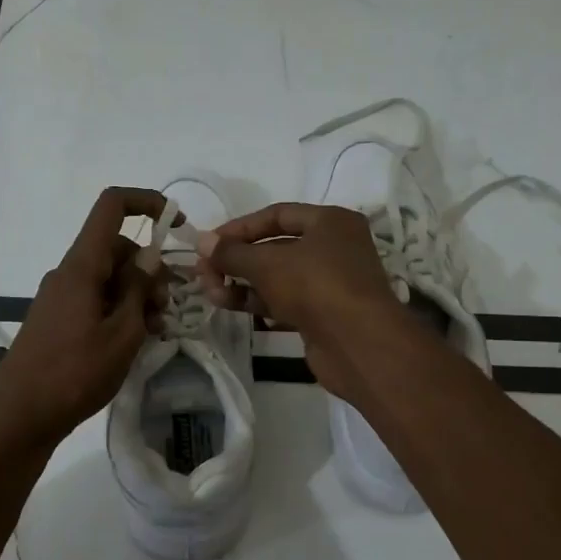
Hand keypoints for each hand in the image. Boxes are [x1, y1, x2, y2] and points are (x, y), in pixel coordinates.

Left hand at [0, 187, 167, 447]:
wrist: (22, 416)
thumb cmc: (75, 374)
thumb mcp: (122, 334)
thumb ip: (138, 290)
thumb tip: (149, 256)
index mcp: (81, 267)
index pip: (111, 207)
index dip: (147, 202)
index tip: (177, 224)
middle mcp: (67, 273)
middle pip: (116, 248)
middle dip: (149, 269)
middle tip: (167, 307)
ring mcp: (59, 297)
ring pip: (107, 277)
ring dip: (136, 295)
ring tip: (155, 331)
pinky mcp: (56, 319)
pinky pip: (93, 299)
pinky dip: (117, 310)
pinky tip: (132, 341)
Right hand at [194, 202, 417, 397]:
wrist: (358, 344)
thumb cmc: (316, 286)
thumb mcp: (267, 264)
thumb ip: (232, 253)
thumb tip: (202, 242)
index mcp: (330, 222)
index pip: (276, 215)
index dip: (239, 228)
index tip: (209, 243)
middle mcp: (333, 247)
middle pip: (274, 247)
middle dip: (237, 259)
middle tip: (204, 272)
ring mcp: (329, 283)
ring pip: (277, 277)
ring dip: (241, 282)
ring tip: (210, 291)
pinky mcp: (322, 314)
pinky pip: (283, 300)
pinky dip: (257, 300)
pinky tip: (228, 304)